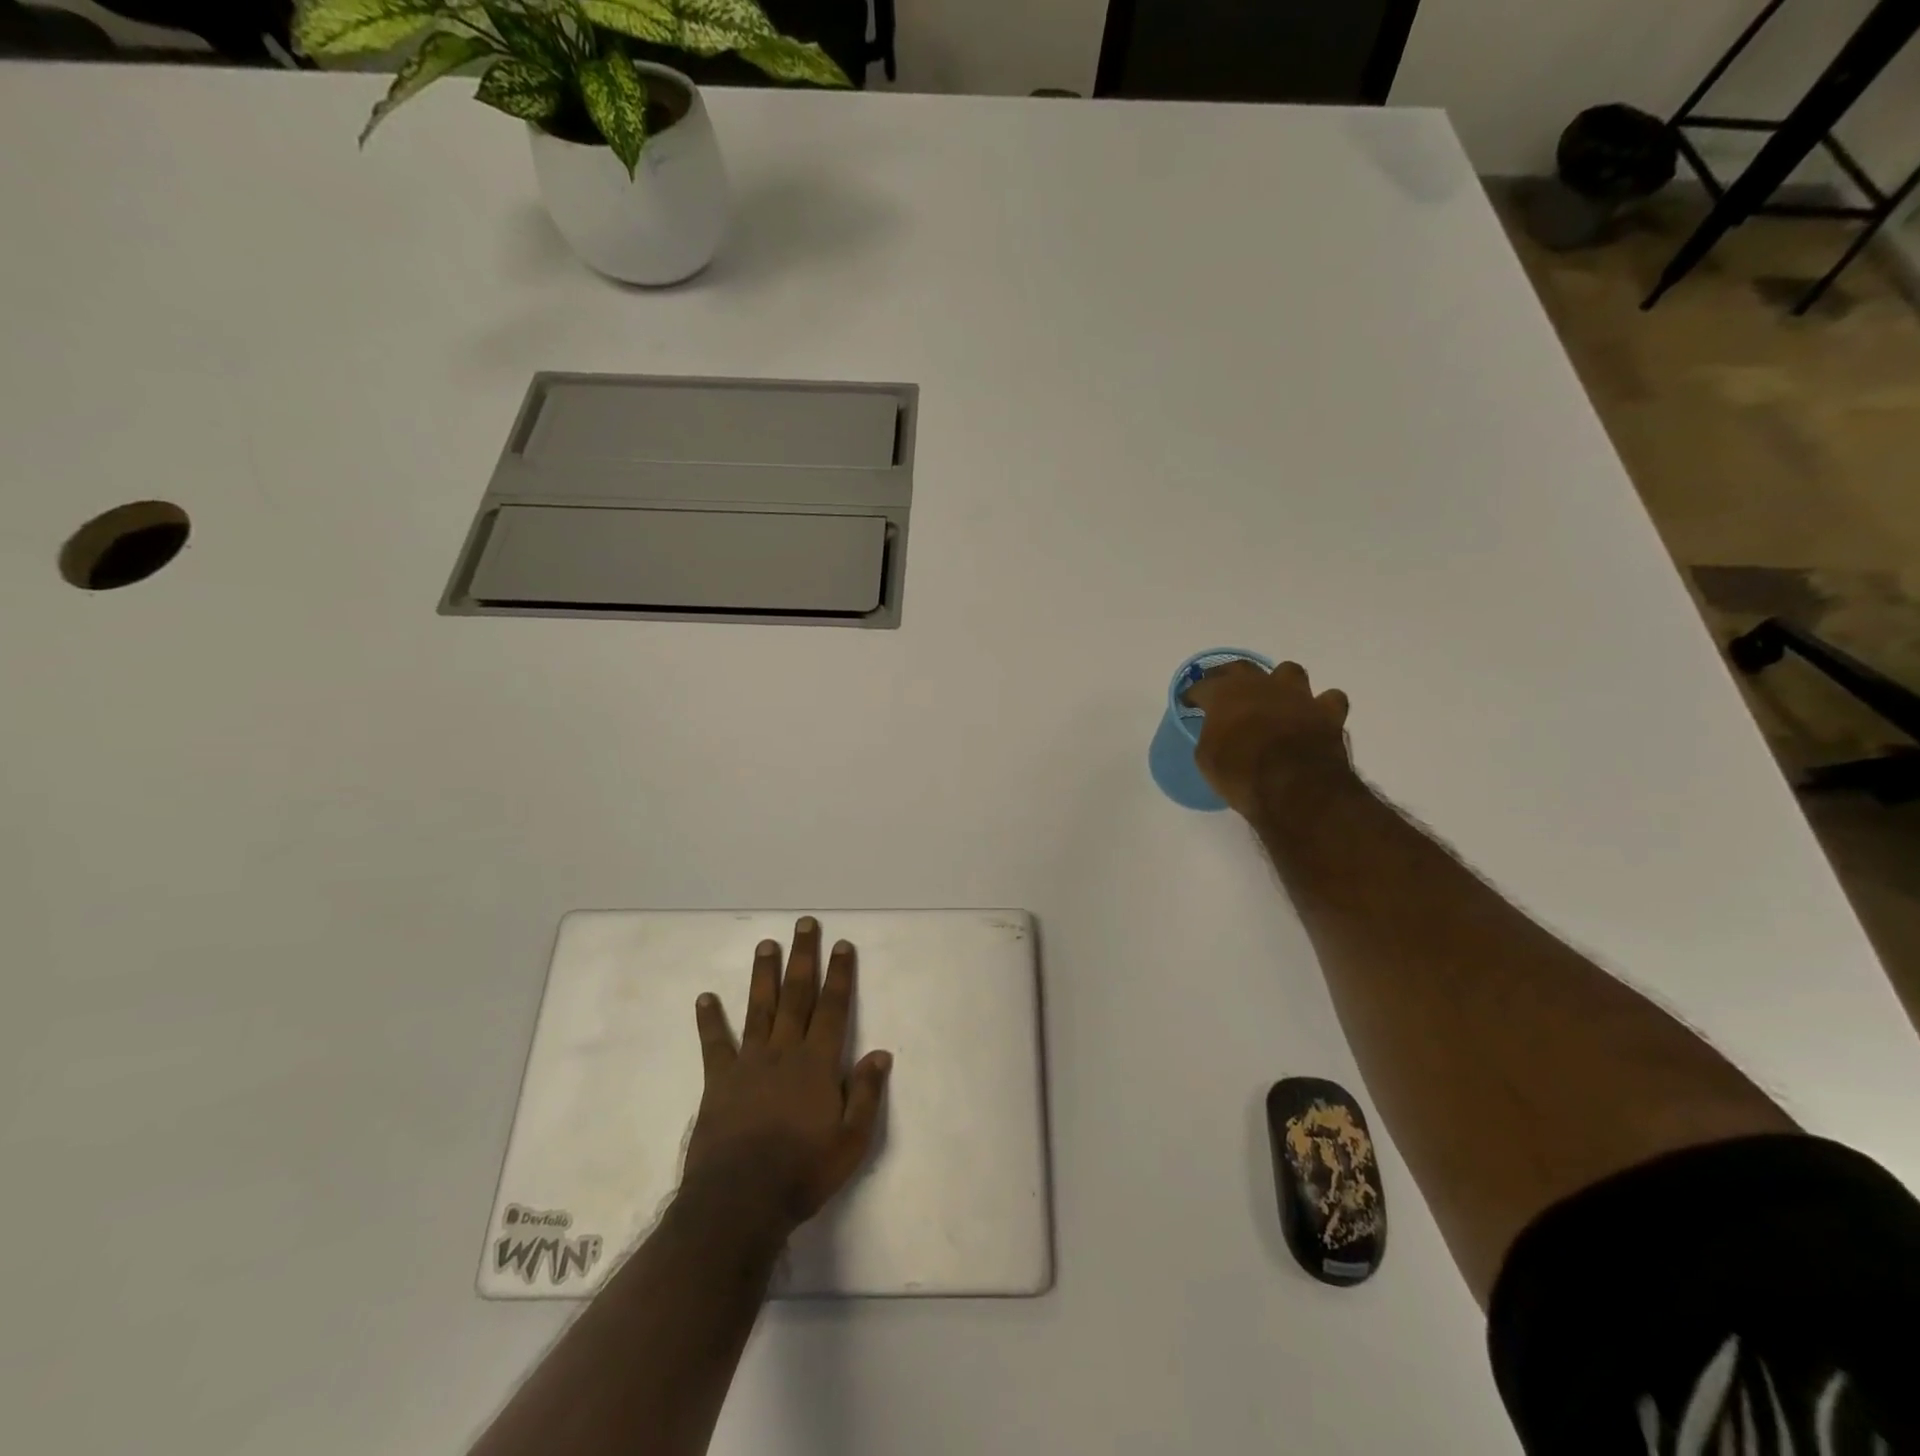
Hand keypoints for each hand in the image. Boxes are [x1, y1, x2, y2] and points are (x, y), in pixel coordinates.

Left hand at [684, 918, 892, 1236]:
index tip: (842, 945)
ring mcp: (749, 1063)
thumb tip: (880, 1052)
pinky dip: (709, 1020)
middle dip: (803, 957)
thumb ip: (866, 1094)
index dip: (839, 975)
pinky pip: (715, 1044)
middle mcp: (784, 1051)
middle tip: (804, 924)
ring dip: (764, 975)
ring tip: (766, 944)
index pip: (832, 1008)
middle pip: (797, 995)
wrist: (740, 1202)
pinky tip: (705, 998)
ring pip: (759, 1008)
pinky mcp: (719, 1082)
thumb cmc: (803, 1172)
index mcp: (817, 1063)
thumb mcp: (851, 1141)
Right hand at [1185, 659, 1354, 819]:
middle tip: (1222, 688)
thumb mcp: (1207, 759)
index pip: (1202, 686)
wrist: (1295, 787)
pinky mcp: (1328, 713)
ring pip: (1289, 671)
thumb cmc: (1241, 773)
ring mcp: (1298, 695)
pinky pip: (1329, 699)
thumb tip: (1217, 732)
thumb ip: (1210, 736)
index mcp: (1225, 694)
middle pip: (1241, 667)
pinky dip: (1320, 705)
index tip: (1188, 703)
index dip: (1193, 695)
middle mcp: (1261, 685)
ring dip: (1280, 682)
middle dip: (1228, 676)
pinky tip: (1313, 715)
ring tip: (1274, 697)